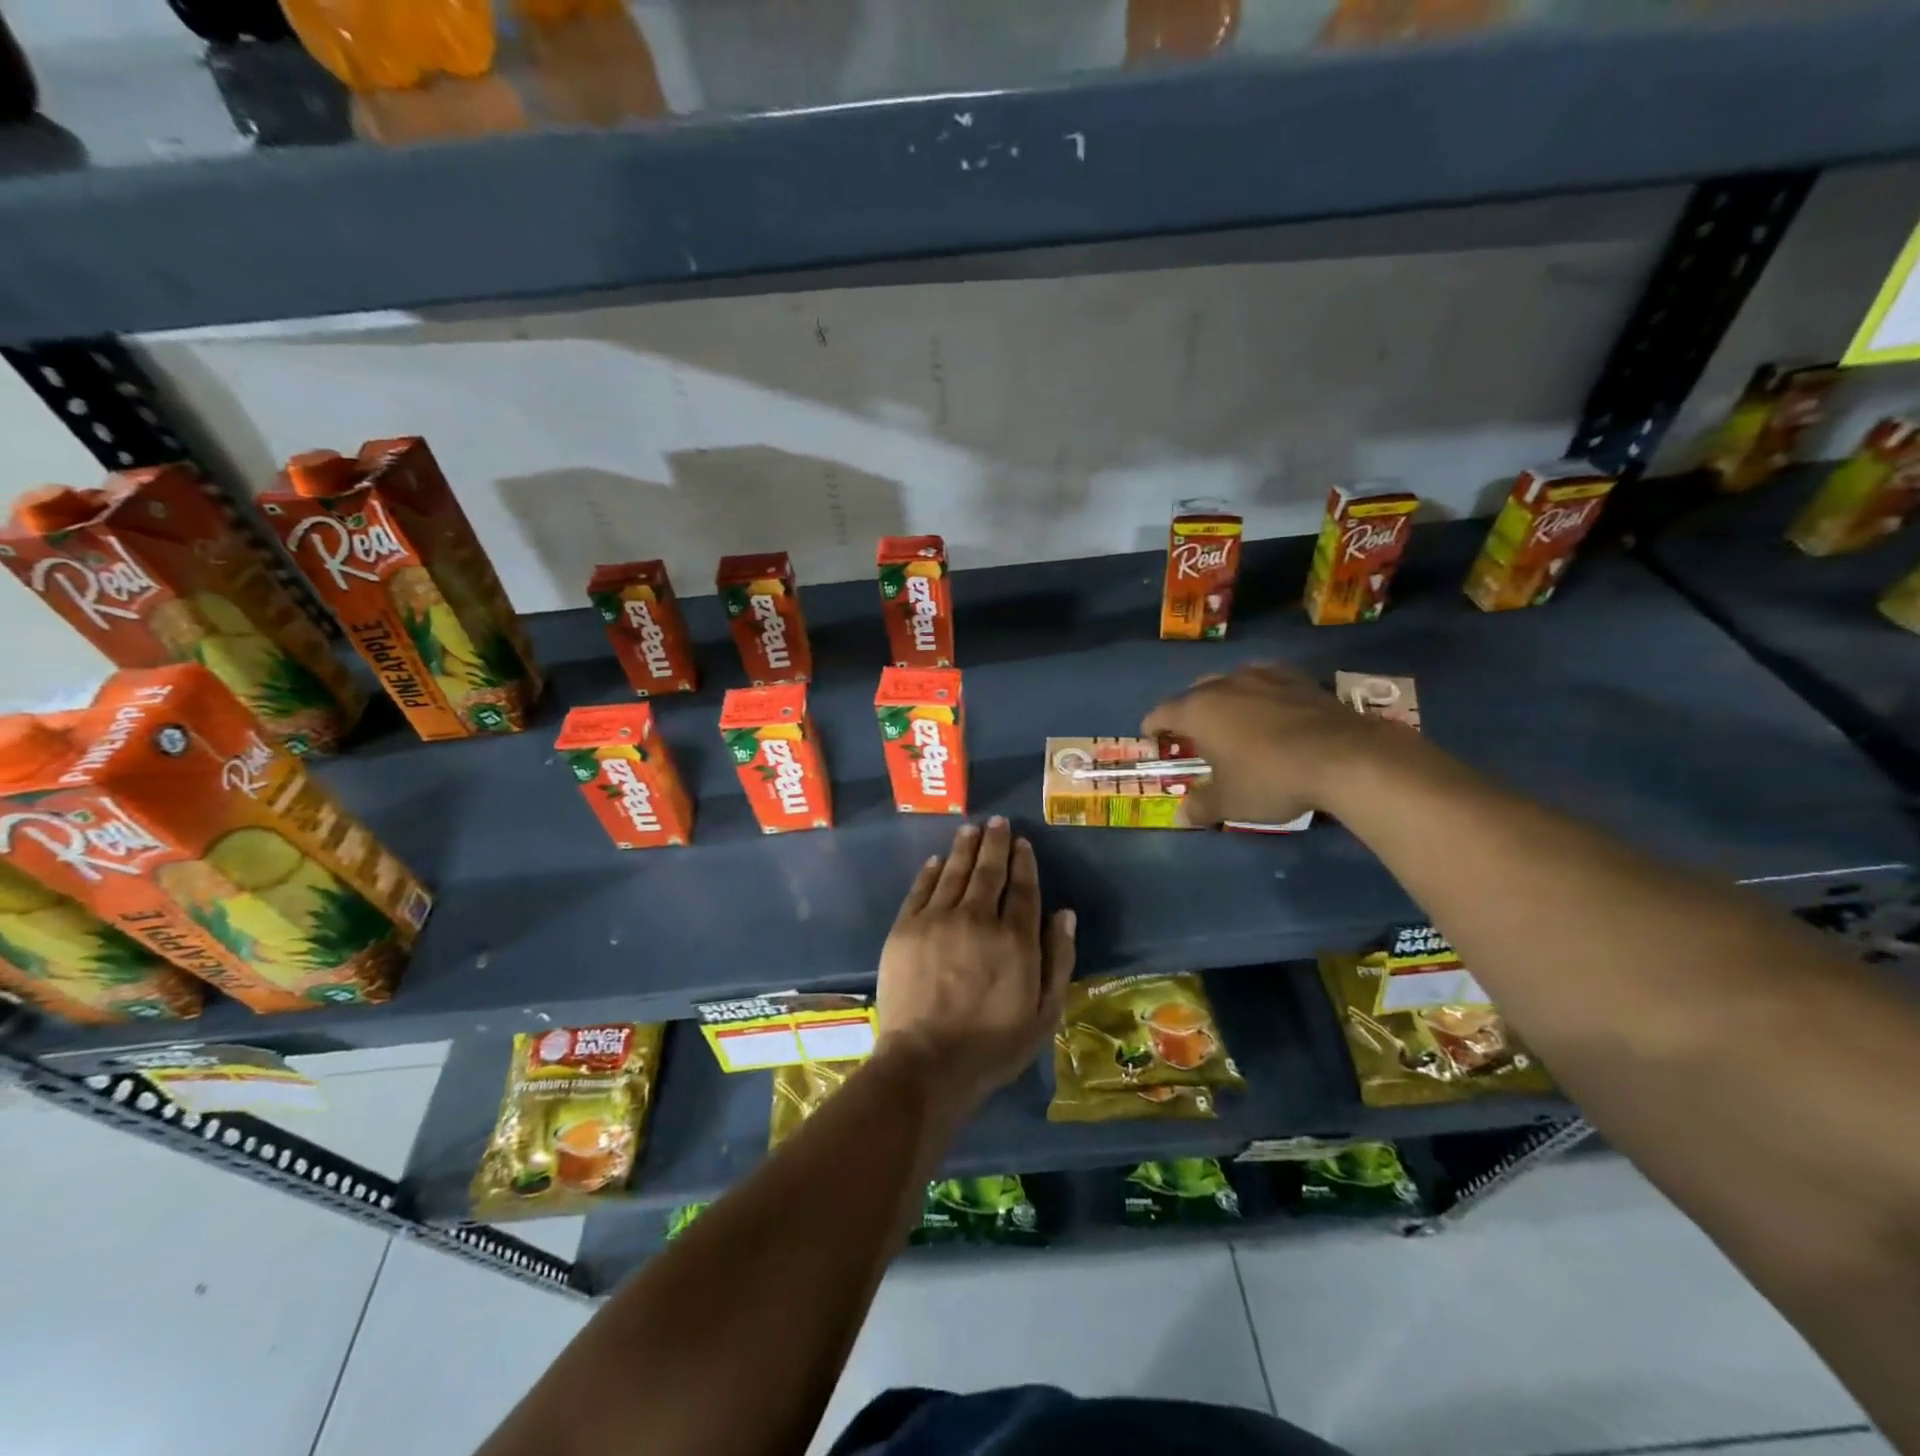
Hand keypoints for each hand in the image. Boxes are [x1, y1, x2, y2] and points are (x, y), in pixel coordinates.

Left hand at [875, 817, 1076, 1117]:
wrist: (926, 1062)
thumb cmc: (992, 1045)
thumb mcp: (1044, 1013)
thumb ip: (1058, 960)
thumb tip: (1065, 914)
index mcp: (1015, 939)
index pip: (1022, 888)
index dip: (1023, 862)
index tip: (1023, 843)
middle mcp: (977, 918)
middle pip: (988, 871)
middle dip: (995, 843)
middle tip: (997, 822)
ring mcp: (937, 920)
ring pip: (954, 872)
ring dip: (964, 847)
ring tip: (971, 828)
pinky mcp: (905, 928)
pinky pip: (920, 889)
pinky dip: (930, 871)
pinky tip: (937, 860)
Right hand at [1143, 662, 1413, 824]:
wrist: (1344, 757)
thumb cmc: (1270, 779)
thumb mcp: (1230, 802)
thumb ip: (1201, 806)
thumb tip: (1181, 816)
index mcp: (1197, 710)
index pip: (1160, 712)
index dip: (1152, 728)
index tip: (1153, 741)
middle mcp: (1224, 685)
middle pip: (1194, 693)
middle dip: (1189, 713)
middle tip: (1195, 738)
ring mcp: (1263, 677)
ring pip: (1231, 681)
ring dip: (1226, 699)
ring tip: (1234, 722)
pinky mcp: (1299, 679)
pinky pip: (1268, 680)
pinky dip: (1262, 694)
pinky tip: (1272, 711)